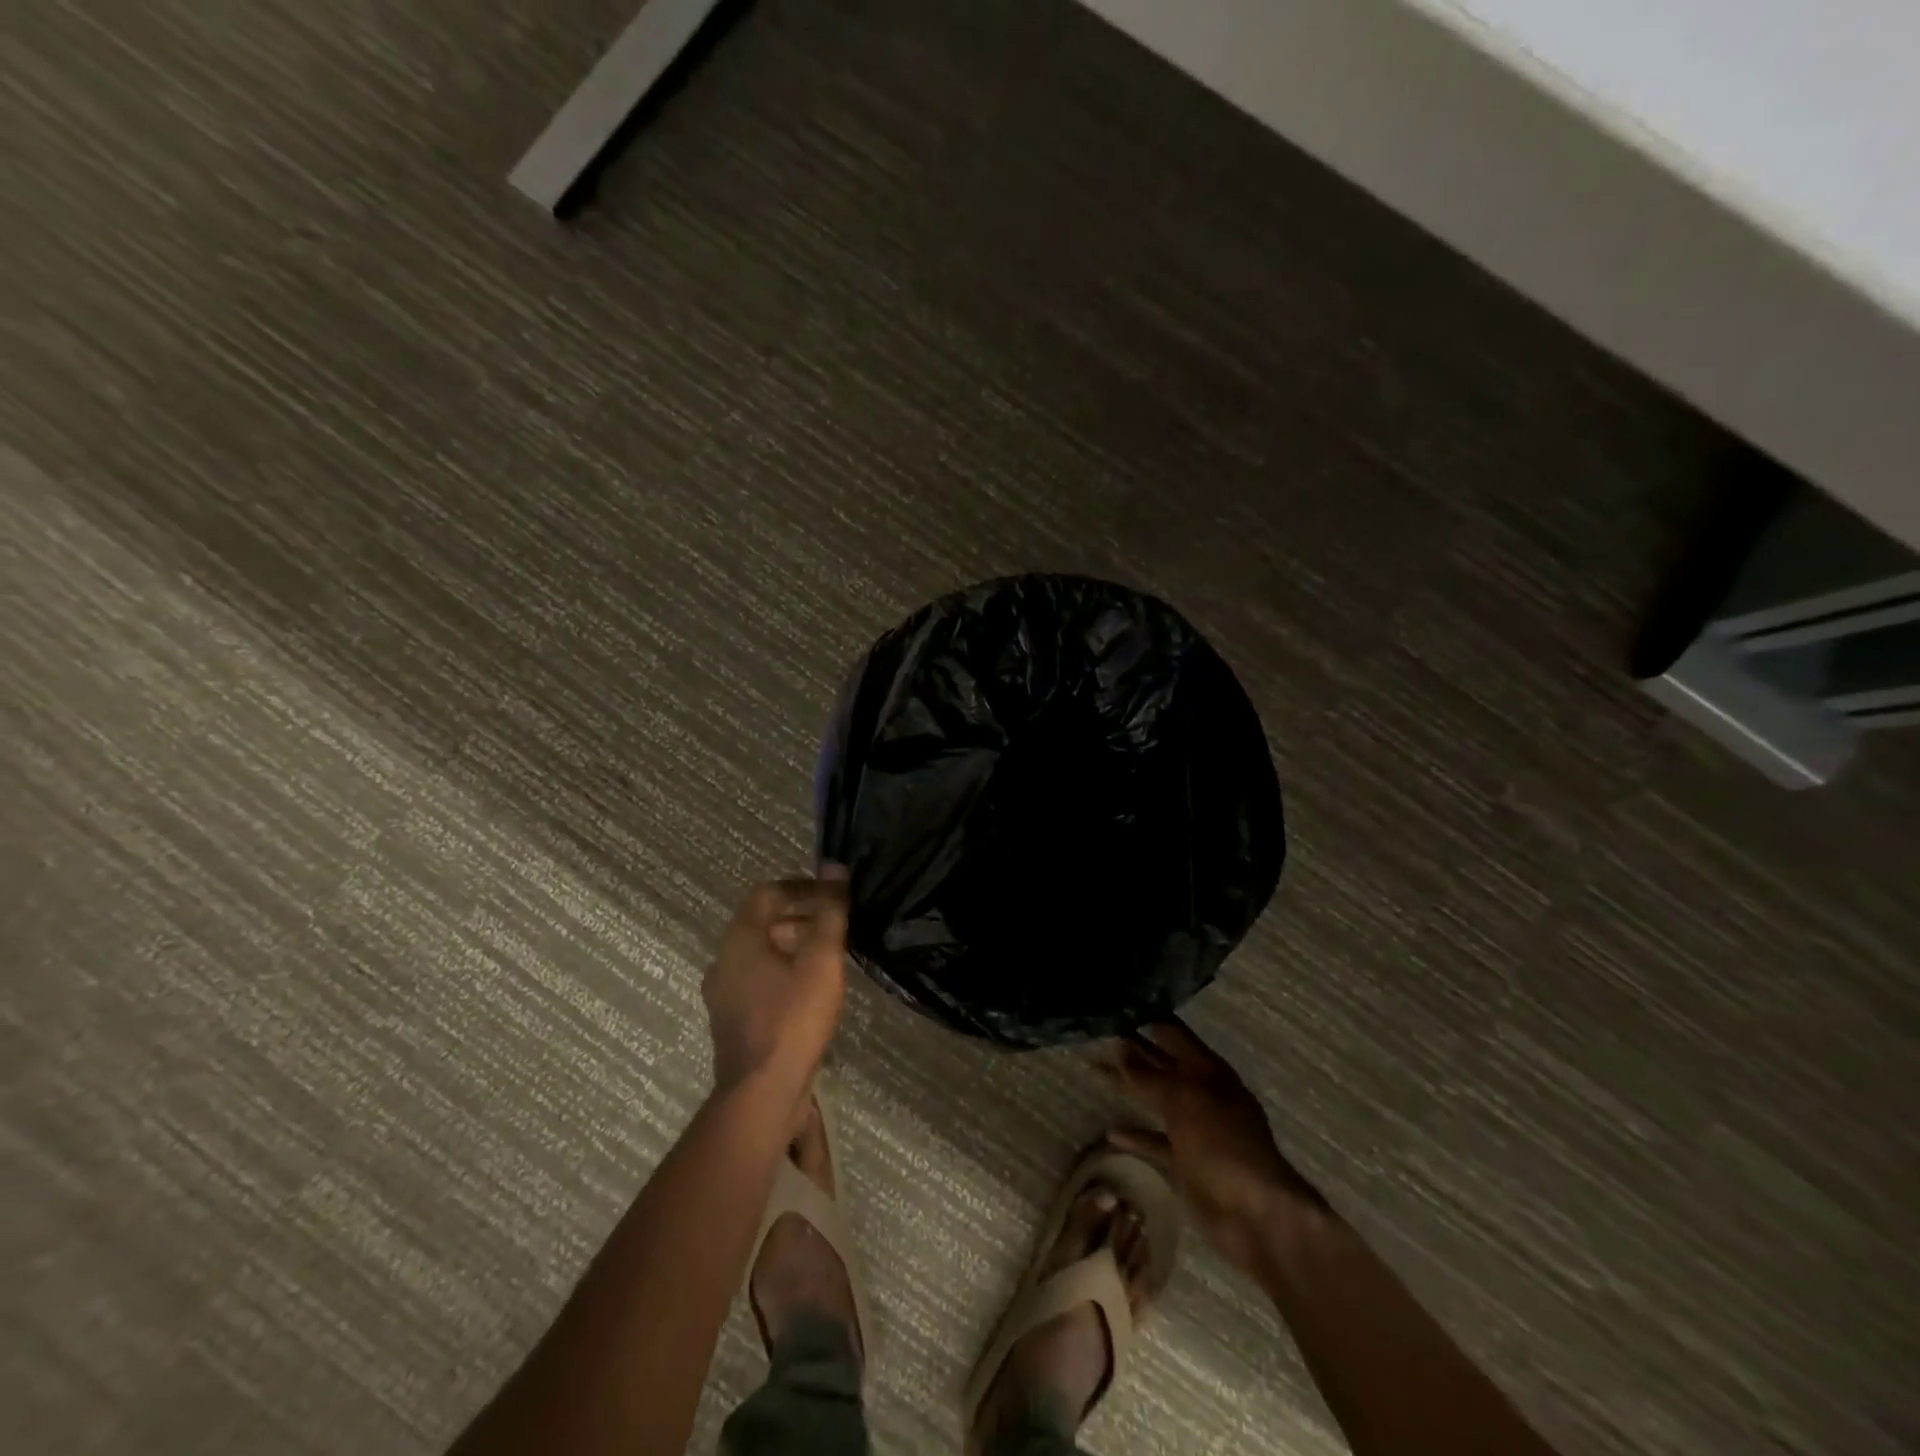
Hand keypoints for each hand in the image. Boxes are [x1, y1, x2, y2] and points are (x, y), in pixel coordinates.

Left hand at [702, 872, 848, 1099]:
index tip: (834, 896)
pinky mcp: (734, 1023)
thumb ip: (830, 911)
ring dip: (795, 948)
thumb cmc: (793, 1018)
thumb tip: (834, 866)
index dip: (803, 888)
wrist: (762, 1095)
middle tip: (837, 928)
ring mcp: (724, 996)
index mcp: (740, 939)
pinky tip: (812, 994)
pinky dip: (785, 975)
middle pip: (763, 923)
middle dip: (802, 918)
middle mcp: (724, 962)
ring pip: (761, 956)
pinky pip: (760, 983)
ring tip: (830, 960)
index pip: (768, 893)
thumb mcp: (822, 959)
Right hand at [1101, 1019, 1326, 1271]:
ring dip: (1128, 1086)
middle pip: (1161, 1063)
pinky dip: (1136, 1135)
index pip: (1172, 1033)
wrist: (1259, 1217)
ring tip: (1095, 1069)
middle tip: (1096, 1033)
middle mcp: (1201, 1093)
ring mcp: (1195, 1128)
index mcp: (1208, 1071)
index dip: (1146, 1018)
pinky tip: (1111, 1133)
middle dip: (1132, 1049)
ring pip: (1155, 1098)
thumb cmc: (1224, 1145)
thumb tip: (1120, 1048)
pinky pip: (1156, 1141)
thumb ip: (1150, 1076)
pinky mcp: (1187, 1162)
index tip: (1116, 1006)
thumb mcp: (1185, 1101)